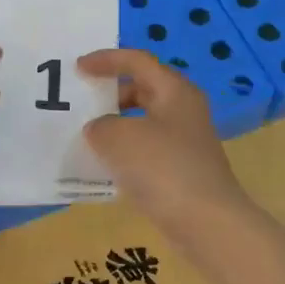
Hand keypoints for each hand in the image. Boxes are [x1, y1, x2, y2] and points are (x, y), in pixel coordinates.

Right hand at [78, 49, 247, 221]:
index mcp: (174, 90)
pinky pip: (147, 149)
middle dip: (110, 92)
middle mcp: (183, 110)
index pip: (137, 61)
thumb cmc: (163, 168)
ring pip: (143, 121)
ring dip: (115, 124)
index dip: (106, 60)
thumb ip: (100, 126)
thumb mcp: (118, 138)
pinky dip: (125, 151)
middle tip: (82, 101)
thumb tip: (100, 130)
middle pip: (142, 88)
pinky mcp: (182, 169)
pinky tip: (105, 166)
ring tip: (87, 135)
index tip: (77, 68)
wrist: (207, 223)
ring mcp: (185, 141)